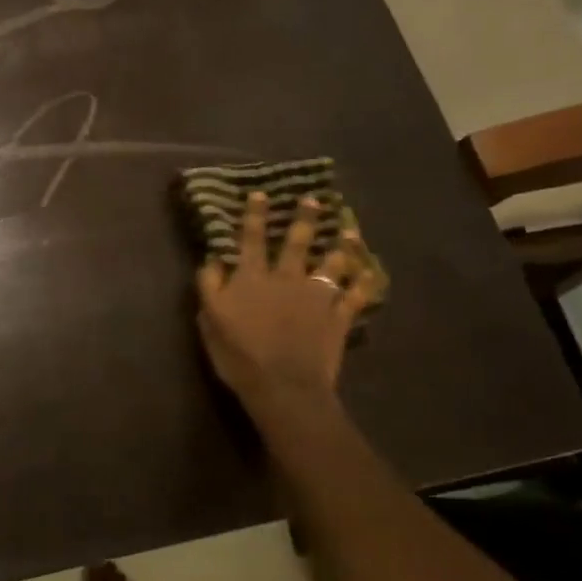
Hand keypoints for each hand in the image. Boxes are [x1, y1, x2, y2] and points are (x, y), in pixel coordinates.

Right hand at [195, 193, 383, 421]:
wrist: (284, 386)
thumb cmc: (239, 355)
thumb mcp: (210, 320)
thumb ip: (210, 286)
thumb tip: (212, 260)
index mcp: (252, 278)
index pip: (252, 240)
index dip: (255, 216)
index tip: (261, 195)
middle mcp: (286, 278)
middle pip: (297, 242)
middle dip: (304, 219)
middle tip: (314, 200)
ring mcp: (317, 296)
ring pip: (331, 263)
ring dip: (341, 245)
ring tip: (349, 230)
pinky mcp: (338, 316)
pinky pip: (355, 296)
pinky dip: (364, 283)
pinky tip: (371, 273)